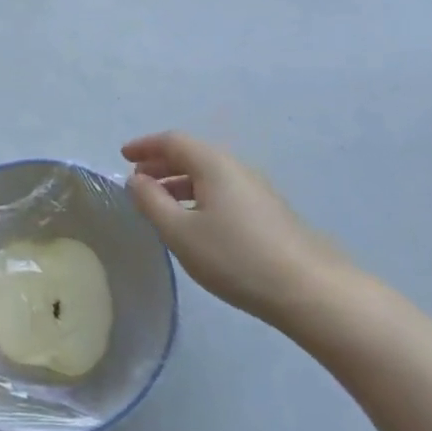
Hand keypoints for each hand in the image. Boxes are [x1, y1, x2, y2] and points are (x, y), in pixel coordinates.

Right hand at [123, 131, 356, 334]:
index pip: (173, 140)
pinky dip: (198, 195)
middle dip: (160, 163)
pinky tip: (193, 222)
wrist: (308, 290)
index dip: (145, 145)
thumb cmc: (235, 257)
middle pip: (192, 154)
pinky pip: (222, 191)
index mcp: (213, 164)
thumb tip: (135, 179)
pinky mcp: (267, 212)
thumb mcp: (180, 232)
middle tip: (137, 181)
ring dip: (179, 182)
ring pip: (208, 174)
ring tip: (159, 204)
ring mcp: (256, 189)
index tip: (122, 156)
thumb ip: (151, 202)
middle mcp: (236, 167)